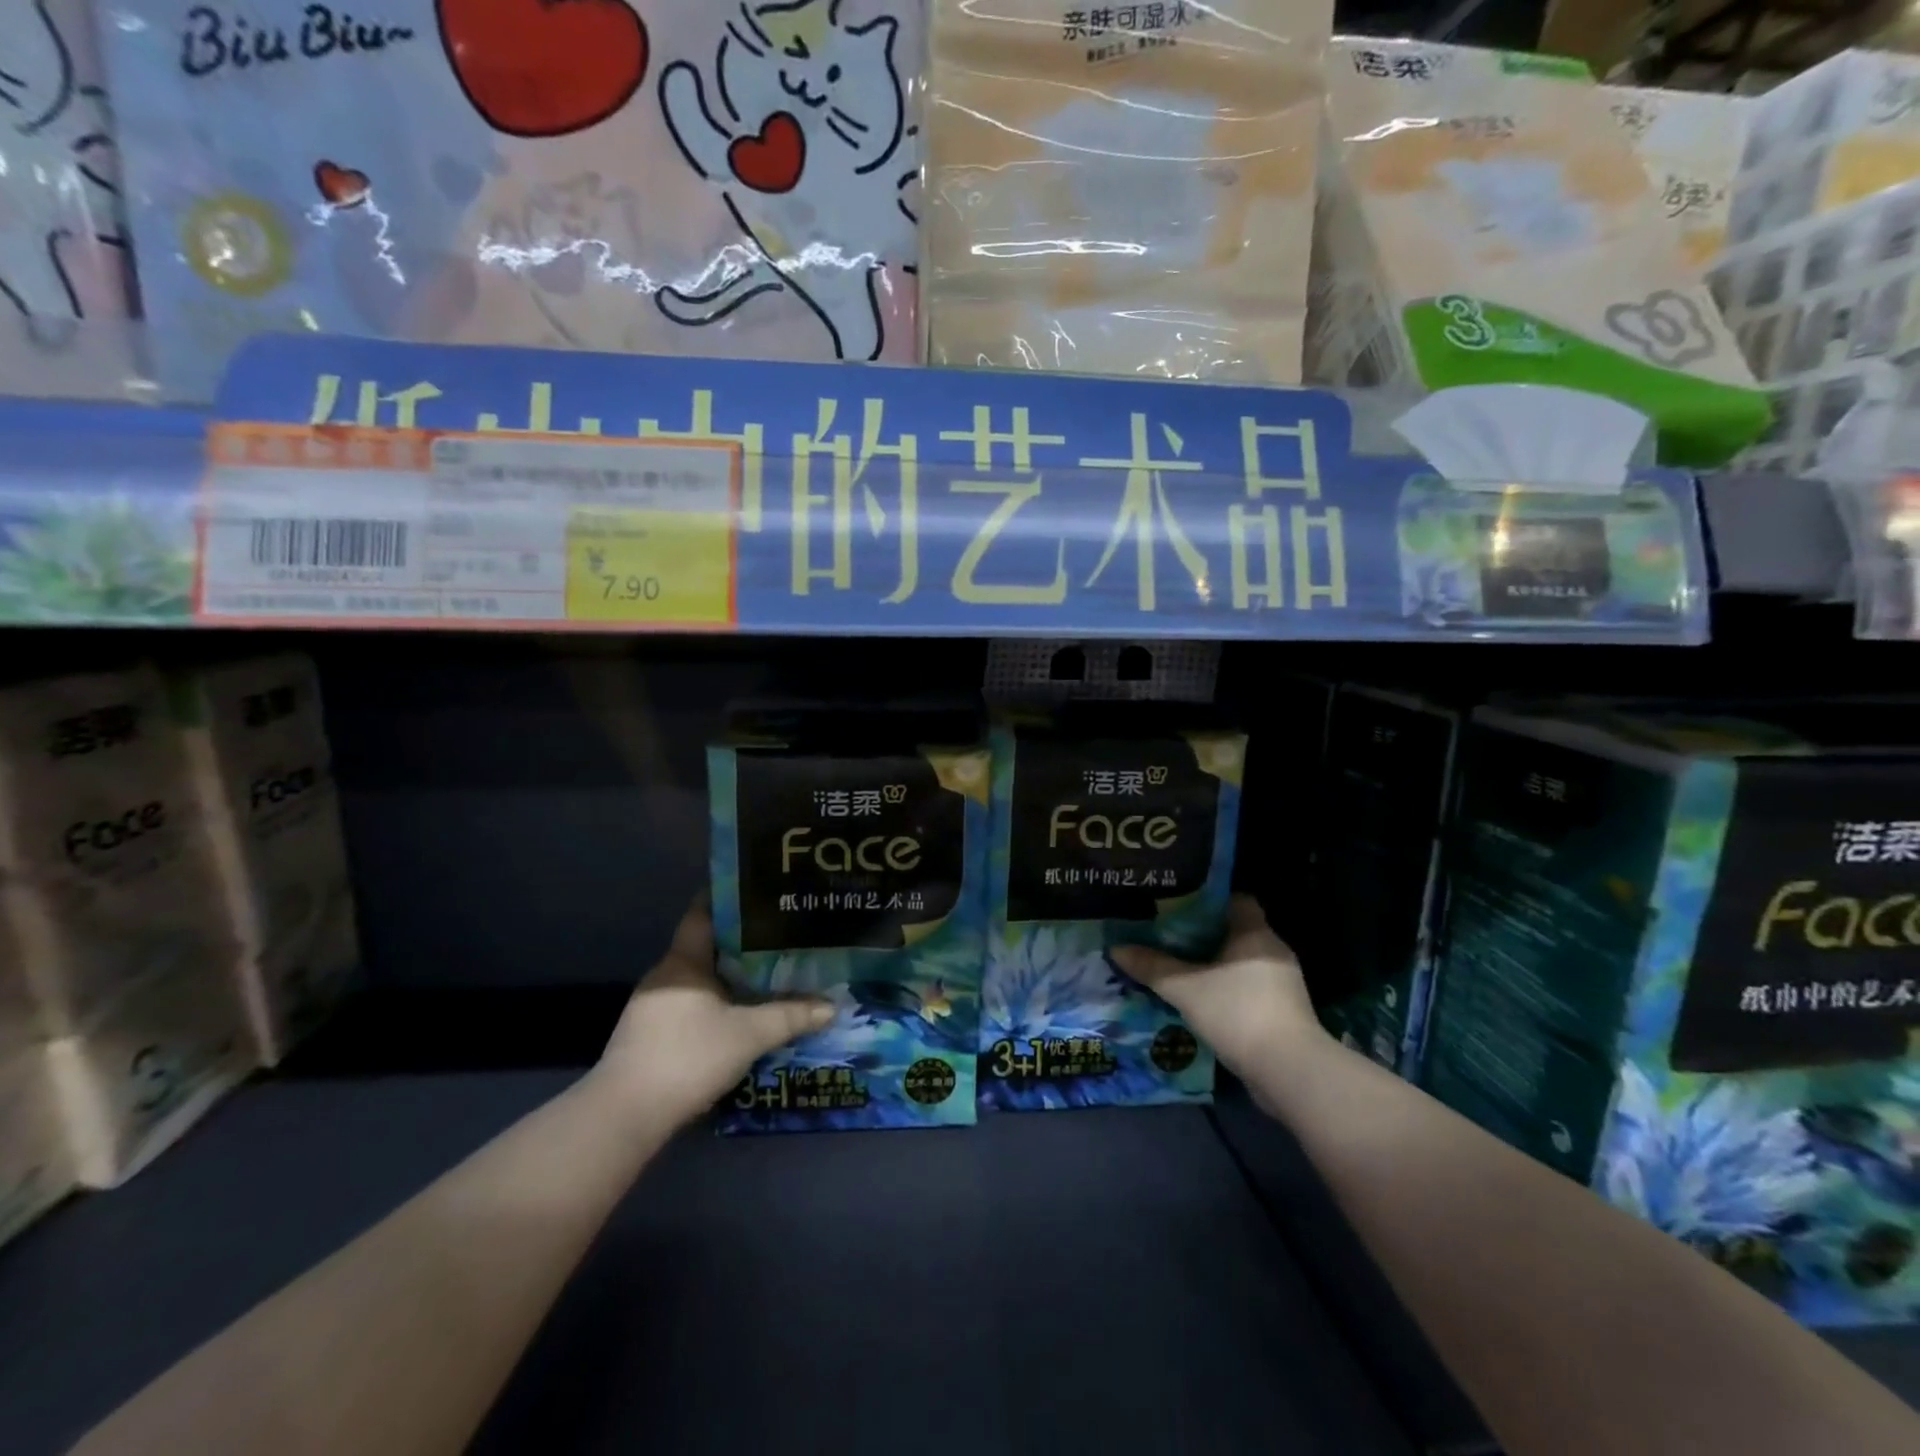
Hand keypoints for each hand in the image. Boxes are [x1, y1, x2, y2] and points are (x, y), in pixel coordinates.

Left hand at [592, 897, 832, 1126]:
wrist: (625, 1116)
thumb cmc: (688, 1057)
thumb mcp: (749, 1035)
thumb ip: (791, 1016)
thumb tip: (832, 1006)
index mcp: (683, 961)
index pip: (704, 912)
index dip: (730, 898)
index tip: (762, 892)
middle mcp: (665, 975)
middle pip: (706, 946)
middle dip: (742, 941)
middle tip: (782, 936)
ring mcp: (653, 1007)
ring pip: (700, 978)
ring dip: (730, 976)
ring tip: (769, 974)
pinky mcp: (650, 1036)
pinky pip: (692, 1004)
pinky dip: (717, 1002)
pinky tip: (741, 1014)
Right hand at [1110, 895, 1321, 1081]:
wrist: (1287, 1071)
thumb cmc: (1237, 1012)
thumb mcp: (1184, 988)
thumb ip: (1151, 966)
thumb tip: (1116, 948)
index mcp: (1255, 933)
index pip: (1235, 899)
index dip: (1207, 900)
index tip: (1177, 906)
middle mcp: (1273, 951)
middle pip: (1234, 931)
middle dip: (1202, 933)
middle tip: (1167, 934)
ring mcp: (1281, 983)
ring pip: (1240, 962)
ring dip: (1213, 964)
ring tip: (1177, 966)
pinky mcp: (1282, 1011)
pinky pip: (1247, 987)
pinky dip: (1225, 989)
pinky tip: (1199, 998)